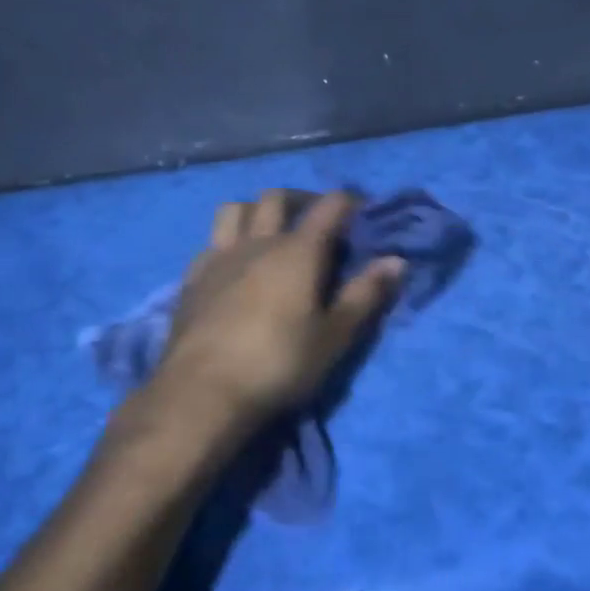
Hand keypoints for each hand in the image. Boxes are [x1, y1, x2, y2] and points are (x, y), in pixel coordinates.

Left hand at [129, 189, 404, 431]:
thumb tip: (397, 260)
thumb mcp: (334, 336)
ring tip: (271, 231)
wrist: (202, 393)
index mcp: (298, 251)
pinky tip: (235, 263)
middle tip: (318, 220)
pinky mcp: (192, 278)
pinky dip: (230, 240)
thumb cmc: (280, 364)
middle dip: (302, 199)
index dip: (350, 202)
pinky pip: (212, 241)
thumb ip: (365, 294)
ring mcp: (219, 257)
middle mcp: (257, 242)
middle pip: (277, 198)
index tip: (364, 212)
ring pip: (236, 209)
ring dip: (258, 210)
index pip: (330, 206)